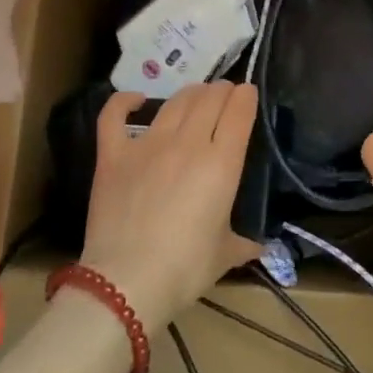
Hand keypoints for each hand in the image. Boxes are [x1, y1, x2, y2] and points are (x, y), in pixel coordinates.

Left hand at [81, 83, 262, 334]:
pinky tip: (136, 100)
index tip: (248, 94)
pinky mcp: (113, 155)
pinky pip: (115, 115)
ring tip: (196, 96)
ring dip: (190, 93)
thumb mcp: (224, 255)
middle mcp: (189, 143)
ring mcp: (148, 145)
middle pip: (209, 99)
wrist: (126, 282)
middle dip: (222, 91)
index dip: (246, 97)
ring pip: (175, 102)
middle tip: (224, 95)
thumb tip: (259, 248)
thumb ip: (243, 243)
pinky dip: (125, 101)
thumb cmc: (185, 269)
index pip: (239, 111)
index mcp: (222, 163)